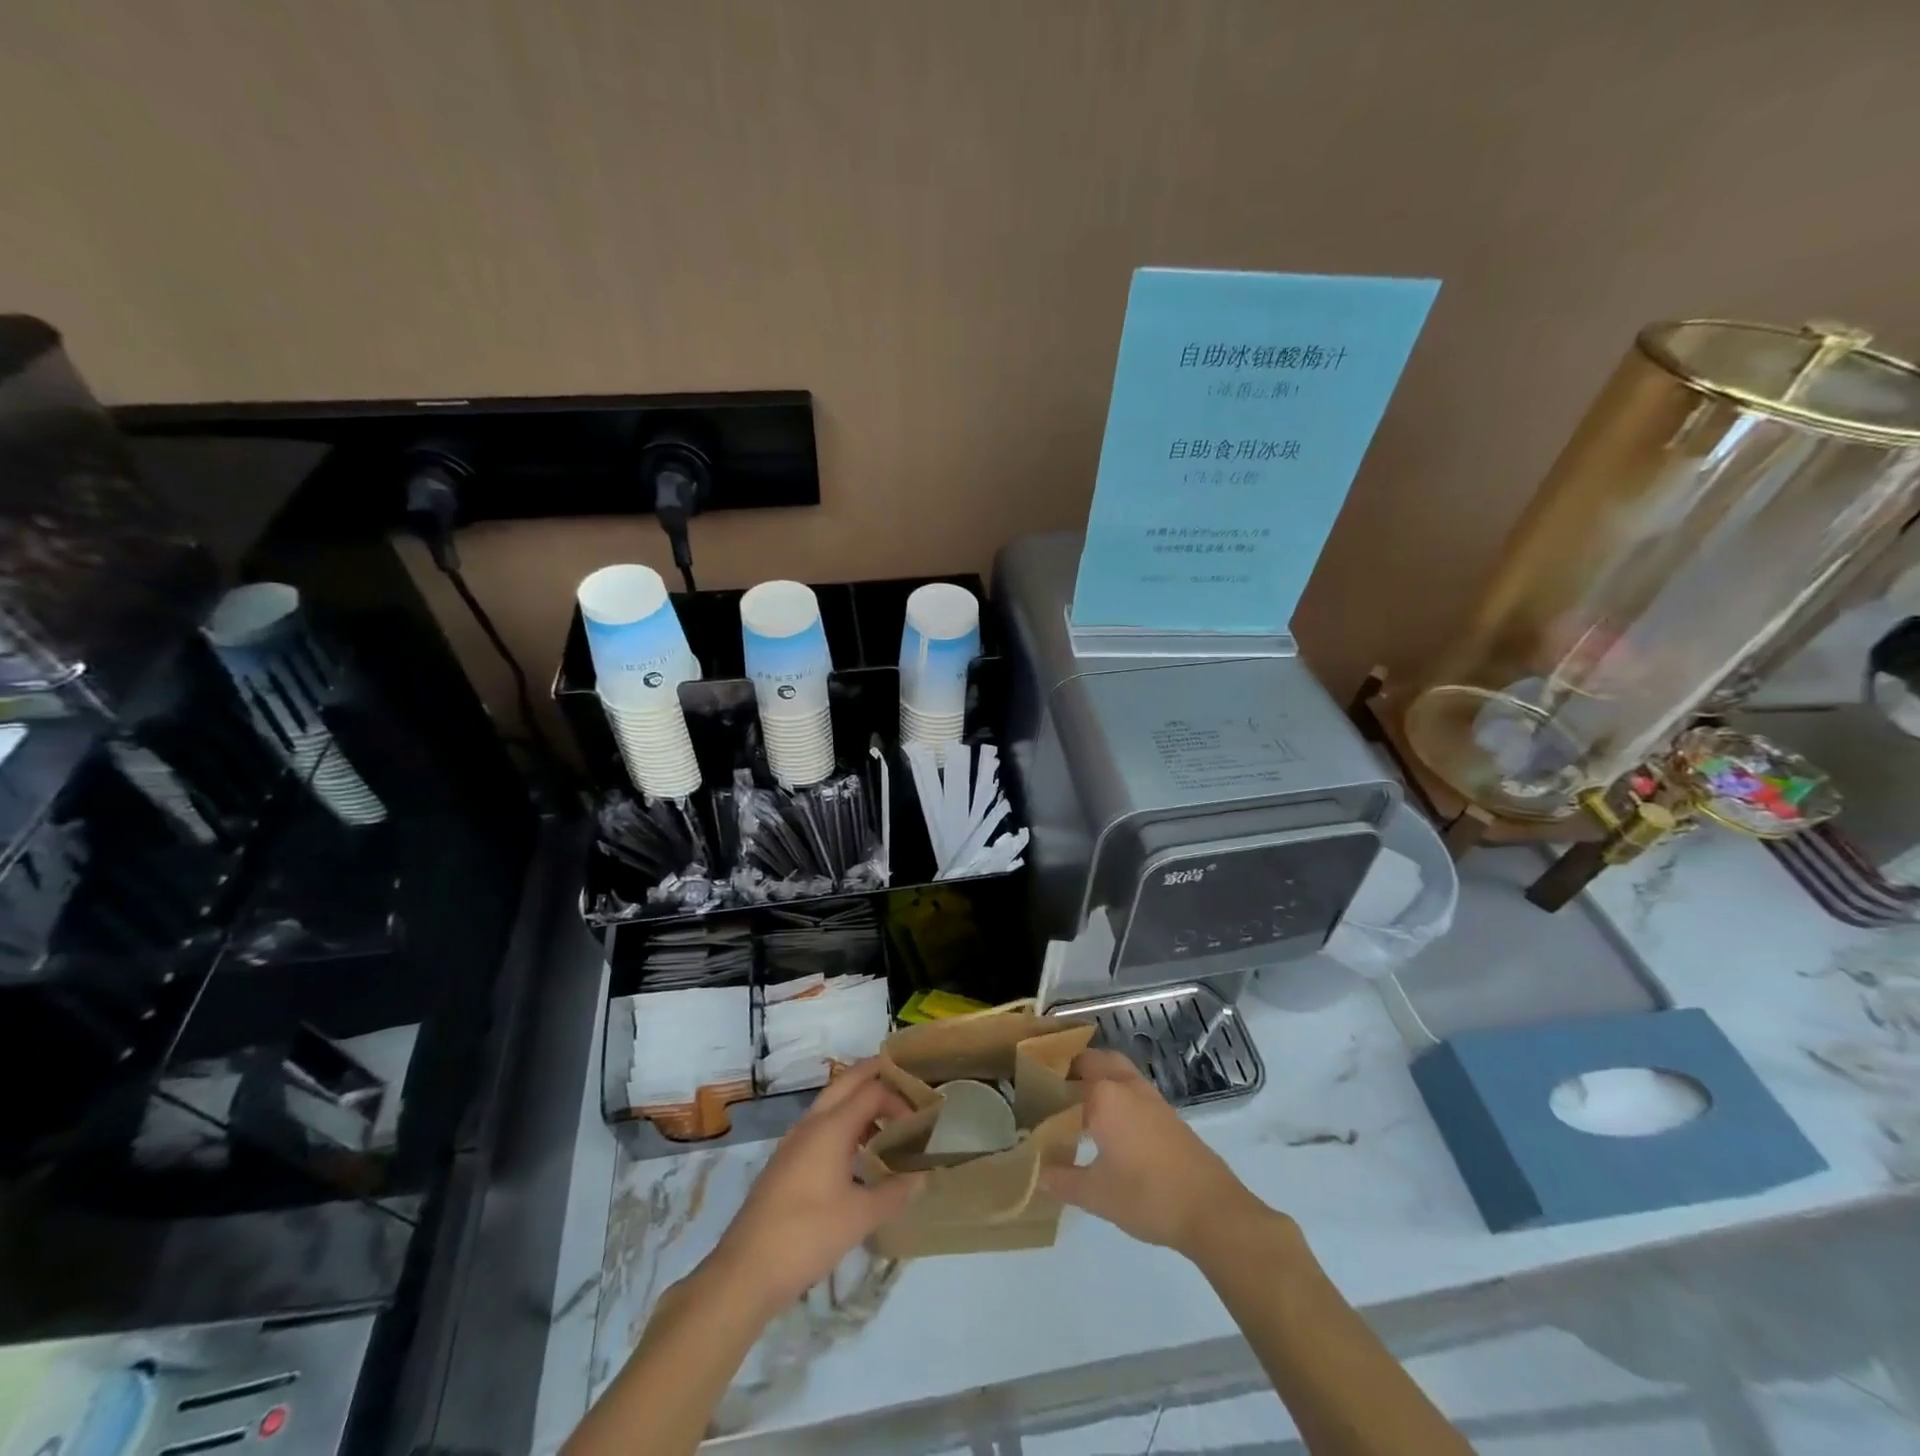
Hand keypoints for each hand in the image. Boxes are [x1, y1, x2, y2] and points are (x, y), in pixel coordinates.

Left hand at [706, 1059, 920, 1317]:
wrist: (746, 1271)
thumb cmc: (807, 1235)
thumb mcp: (859, 1217)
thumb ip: (894, 1193)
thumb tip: (922, 1177)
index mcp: (830, 1127)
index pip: (871, 1092)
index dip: (899, 1099)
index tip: (920, 1122)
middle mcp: (811, 1124)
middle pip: (846, 1082)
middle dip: (874, 1074)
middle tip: (904, 1079)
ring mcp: (794, 1141)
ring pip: (830, 1102)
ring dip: (857, 1100)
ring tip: (886, 1119)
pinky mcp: (785, 1162)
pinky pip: (820, 1125)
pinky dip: (843, 1123)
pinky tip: (855, 1153)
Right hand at [1040, 1049, 1267, 1258]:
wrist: (1211, 1210)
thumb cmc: (1147, 1197)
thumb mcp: (1096, 1194)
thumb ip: (1061, 1180)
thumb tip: (1036, 1175)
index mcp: (1103, 1095)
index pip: (1064, 1078)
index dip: (1043, 1084)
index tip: (1025, 1094)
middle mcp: (1125, 1085)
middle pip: (1092, 1060)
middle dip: (1070, 1068)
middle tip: (1048, 1088)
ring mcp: (1149, 1096)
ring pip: (1115, 1069)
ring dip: (1095, 1075)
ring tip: (1074, 1101)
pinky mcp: (1166, 1112)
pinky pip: (1130, 1086)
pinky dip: (1114, 1090)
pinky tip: (1106, 1122)